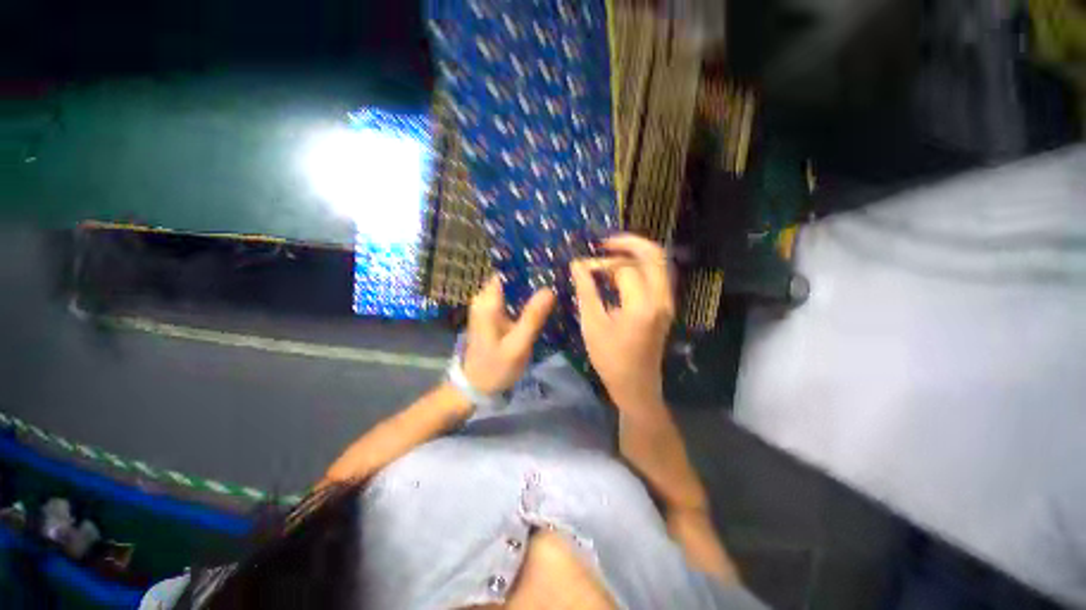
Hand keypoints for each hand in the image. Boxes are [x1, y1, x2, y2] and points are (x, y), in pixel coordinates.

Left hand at [461, 276, 555, 394]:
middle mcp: (483, 299)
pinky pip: (509, 300)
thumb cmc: (496, 368)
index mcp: (487, 303)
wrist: (475, 387)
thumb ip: (533, 317)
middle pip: (510, 279)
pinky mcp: (491, 315)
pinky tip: (541, 304)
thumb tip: (549, 289)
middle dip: (532, 278)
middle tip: (557, 279)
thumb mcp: (518, 345)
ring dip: (529, 290)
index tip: (550, 267)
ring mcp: (486, 307)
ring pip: (511, 289)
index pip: (507, 273)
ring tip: (553, 288)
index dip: (528, 268)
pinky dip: (524, 300)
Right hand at [570, 234, 674, 410]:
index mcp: (642, 305)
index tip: (582, 267)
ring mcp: (667, 302)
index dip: (601, 264)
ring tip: (609, 257)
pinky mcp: (665, 307)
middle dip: (628, 243)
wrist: (636, 386)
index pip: (624, 268)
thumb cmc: (610, 359)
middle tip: (603, 244)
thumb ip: (586, 291)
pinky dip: (640, 267)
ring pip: (658, 264)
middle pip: (654, 254)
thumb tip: (577, 264)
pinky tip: (620, 273)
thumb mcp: (592, 324)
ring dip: (635, 255)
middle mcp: (662, 299)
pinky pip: (657, 276)